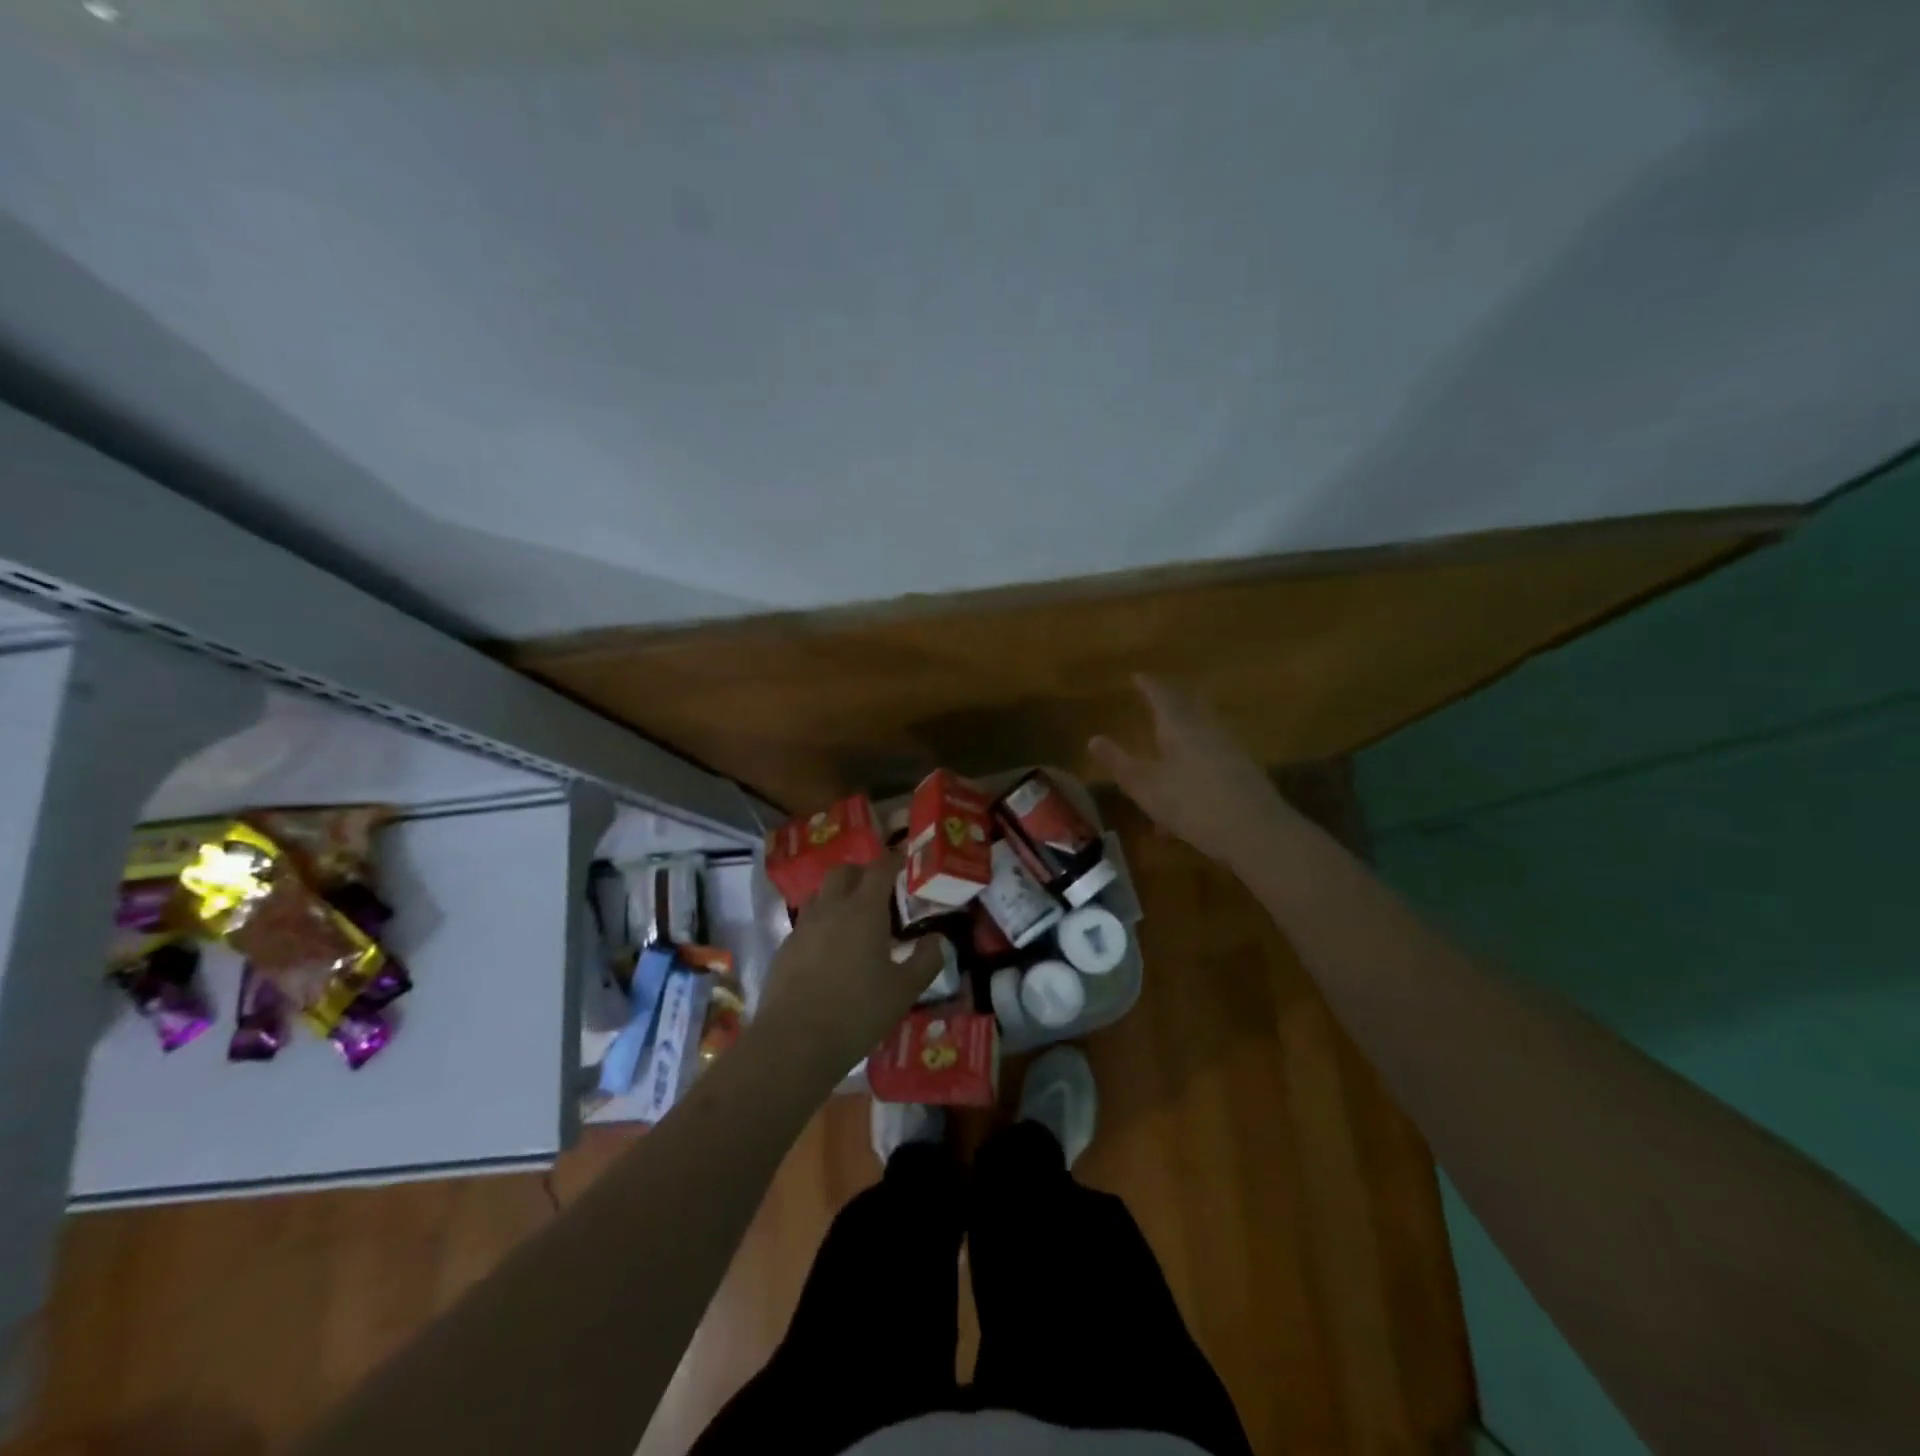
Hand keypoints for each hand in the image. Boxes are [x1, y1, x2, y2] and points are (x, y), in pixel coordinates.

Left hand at [753, 851, 943, 1078]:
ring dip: (838, 896)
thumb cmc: (858, 1012)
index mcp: (864, 910)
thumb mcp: (904, 990)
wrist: (794, 1043)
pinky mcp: (784, 949)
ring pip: (820, 894)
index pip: (880, 868)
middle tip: (880, 892)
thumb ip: (926, 960)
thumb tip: (938, 939)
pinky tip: (830, 952)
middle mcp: (830, 909)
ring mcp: (803, 927)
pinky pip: (806, 923)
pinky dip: (821, 924)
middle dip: (862, 873)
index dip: (894, 859)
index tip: (906, 858)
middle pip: (843, 872)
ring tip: (854, 920)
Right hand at [1090, 674, 1289, 866]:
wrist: (1256, 831)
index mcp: (1180, 725)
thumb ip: (1119, 762)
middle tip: (1155, 699)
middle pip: (1188, 707)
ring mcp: (1230, 749)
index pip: (1162, 694)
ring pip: (1200, 735)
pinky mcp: (1243, 773)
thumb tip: (1093, 739)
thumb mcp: (1145, 786)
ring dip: (1181, 738)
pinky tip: (1182, 801)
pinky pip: (1210, 760)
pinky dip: (1193, 767)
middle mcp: (1207, 729)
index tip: (1137, 676)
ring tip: (1164, 749)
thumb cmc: (1192, 803)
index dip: (1148, 685)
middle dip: (1169, 703)